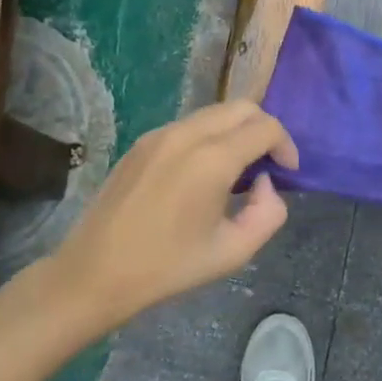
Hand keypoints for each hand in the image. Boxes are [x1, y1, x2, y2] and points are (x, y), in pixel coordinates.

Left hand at [49, 101, 298, 327]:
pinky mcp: (142, 142)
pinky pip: (190, 125)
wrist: (94, 273)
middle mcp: (187, 134)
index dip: (286, 145)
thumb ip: (268, 213)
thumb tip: (264, 184)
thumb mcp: (233, 252)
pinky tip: (203, 173)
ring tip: (237, 170)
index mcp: (212, 159)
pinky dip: (210, 136)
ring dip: (236, 131)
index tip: (287, 173)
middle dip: (264, 129)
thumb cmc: (167, 267)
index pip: (266, 127)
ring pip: (215, 112)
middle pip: (242, 107)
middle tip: (267, 164)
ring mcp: (160, 134)